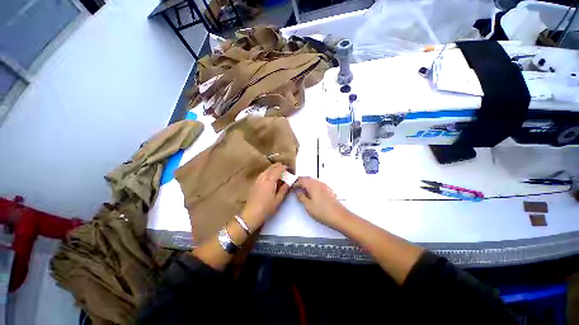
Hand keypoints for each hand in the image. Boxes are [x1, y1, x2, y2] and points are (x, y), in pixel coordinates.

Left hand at [242, 163, 289, 230]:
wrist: (251, 214)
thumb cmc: (267, 208)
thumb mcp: (278, 199)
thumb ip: (284, 189)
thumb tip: (289, 182)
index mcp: (270, 181)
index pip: (277, 170)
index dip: (283, 167)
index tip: (288, 167)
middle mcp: (263, 178)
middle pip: (270, 168)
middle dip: (277, 166)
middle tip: (282, 165)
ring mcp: (257, 181)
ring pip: (265, 171)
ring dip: (271, 168)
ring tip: (276, 169)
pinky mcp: (254, 184)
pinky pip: (261, 175)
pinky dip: (266, 172)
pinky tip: (267, 176)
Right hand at [294, 177, 347, 229]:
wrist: (339, 216)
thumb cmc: (321, 211)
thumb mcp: (308, 206)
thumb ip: (301, 197)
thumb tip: (298, 192)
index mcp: (312, 185)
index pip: (301, 180)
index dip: (295, 183)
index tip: (291, 188)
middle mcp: (318, 183)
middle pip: (307, 179)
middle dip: (300, 181)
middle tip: (295, 187)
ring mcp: (324, 185)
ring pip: (313, 181)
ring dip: (306, 183)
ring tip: (301, 190)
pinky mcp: (328, 189)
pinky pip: (317, 184)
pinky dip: (312, 186)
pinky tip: (311, 192)